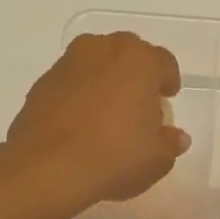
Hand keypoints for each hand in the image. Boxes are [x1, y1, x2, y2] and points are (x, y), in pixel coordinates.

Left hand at [5, 33, 189, 209]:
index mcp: (139, 61)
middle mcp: (103, 50)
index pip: (164, 62)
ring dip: (106, 78)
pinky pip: (71, 81)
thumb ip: (170, 143)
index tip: (167, 97)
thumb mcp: (156, 160)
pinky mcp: (43, 82)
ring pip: (96, 62)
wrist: (47, 168)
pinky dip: (79, 93)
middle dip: (137, 73)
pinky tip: (80, 122)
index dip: (169, 80)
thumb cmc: (114, 158)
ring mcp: (69, 63)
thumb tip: (176, 137)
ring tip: (108, 111)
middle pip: (128, 53)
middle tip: (139, 102)